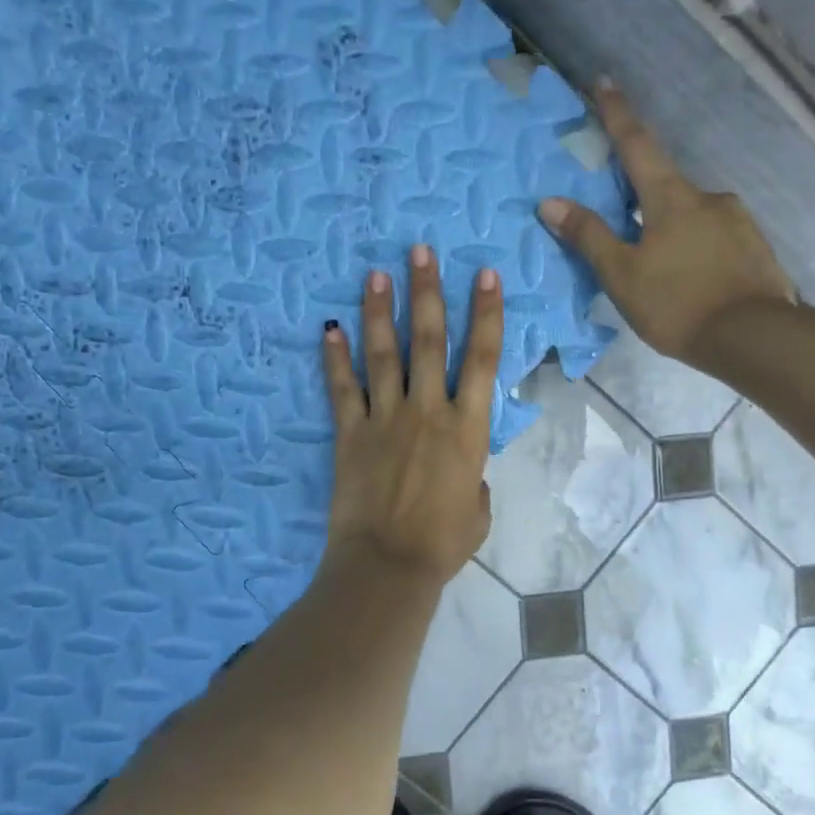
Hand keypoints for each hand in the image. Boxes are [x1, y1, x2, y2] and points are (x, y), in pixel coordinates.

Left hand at [320, 244, 502, 587]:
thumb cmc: (444, 543)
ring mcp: (384, 419)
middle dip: (426, 292)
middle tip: (419, 250)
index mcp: (467, 428)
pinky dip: (334, 358)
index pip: (482, 359)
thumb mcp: (479, 510)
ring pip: (383, 354)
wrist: (388, 564)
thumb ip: (475, 478)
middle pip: (428, 341)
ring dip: (380, 312)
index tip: (484, 275)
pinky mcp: (350, 434)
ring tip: (375, 273)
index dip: (485, 313)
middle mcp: (427, 411)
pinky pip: (342, 389)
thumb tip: (465, 469)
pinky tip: (329, 328)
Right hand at [538, 81, 793, 365]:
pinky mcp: (755, 248)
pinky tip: (692, 280)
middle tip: (626, 225)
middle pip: (665, 185)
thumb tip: (550, 202)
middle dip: (643, 197)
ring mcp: (738, 221)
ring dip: (672, 230)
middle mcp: (708, 197)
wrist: (753, 338)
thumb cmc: (678, 304)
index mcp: (671, 197)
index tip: (604, 81)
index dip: (617, 113)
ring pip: (693, 215)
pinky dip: (697, 250)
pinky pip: (716, 239)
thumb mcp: (623, 275)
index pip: (637, 144)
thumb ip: (589, 237)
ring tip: (661, 270)